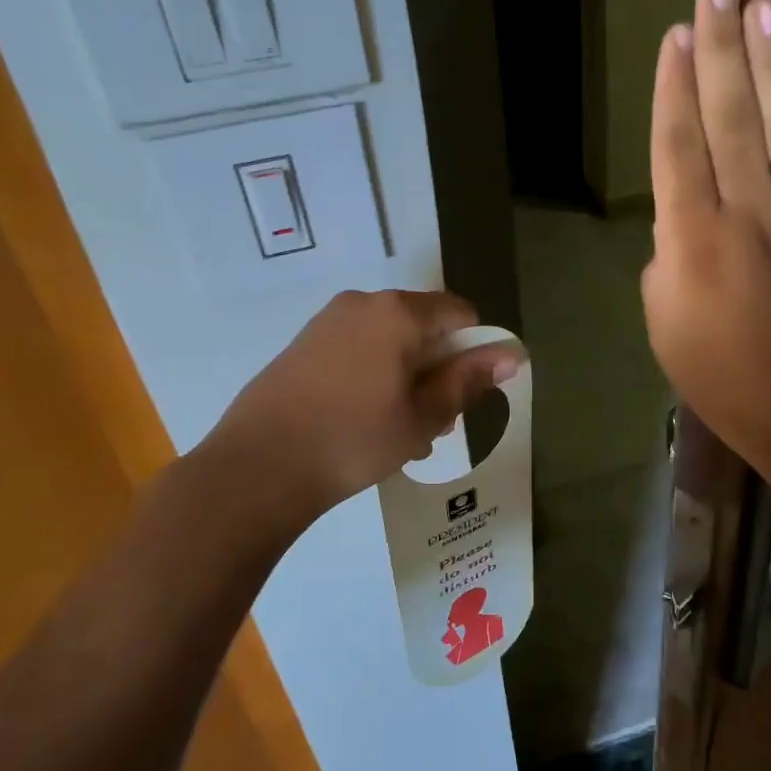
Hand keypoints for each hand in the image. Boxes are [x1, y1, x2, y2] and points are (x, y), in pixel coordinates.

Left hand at [205, 290, 521, 527]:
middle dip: (439, 369)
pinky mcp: (303, 344)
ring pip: (390, 341)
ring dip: (408, 377)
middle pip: (424, 326)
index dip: (475, 350)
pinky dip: (375, 376)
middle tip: (433, 422)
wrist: (257, 467)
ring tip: (399, 431)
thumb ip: (469, 380)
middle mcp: (362, 303)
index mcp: (398, 312)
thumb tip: (512, 355)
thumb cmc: (354, 440)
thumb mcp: (423, 416)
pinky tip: (364, 421)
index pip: (461, 313)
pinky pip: (358, 349)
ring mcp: (328, 321)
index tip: (464, 395)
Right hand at [641, 0, 770, 490]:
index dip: (674, 89)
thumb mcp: (664, 323)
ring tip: (764, 3)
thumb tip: (687, 213)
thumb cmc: (724, 378)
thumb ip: (668, 255)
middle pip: (731, 118)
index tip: (676, 37)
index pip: (679, 148)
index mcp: (694, 243)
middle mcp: (749, 215)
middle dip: (722, 47)